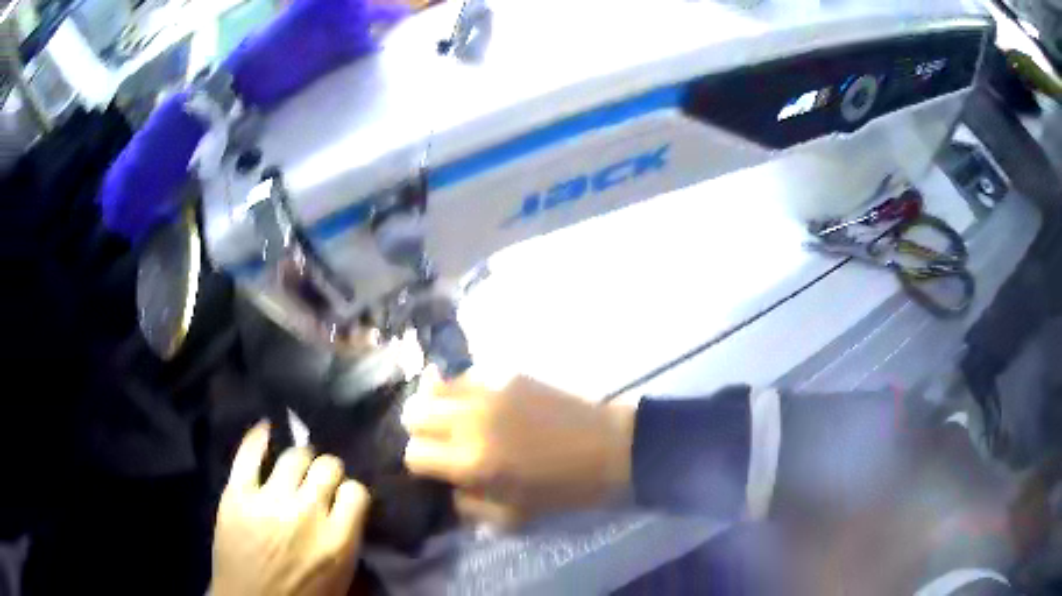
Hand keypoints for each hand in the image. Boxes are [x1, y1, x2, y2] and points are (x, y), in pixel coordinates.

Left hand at [211, 423, 369, 595]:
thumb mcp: (340, 579)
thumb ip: (349, 541)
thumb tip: (350, 511)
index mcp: (337, 541)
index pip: (356, 492)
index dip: (351, 492)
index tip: (345, 497)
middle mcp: (306, 514)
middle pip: (327, 467)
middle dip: (328, 470)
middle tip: (320, 480)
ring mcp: (268, 501)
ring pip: (294, 456)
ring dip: (300, 458)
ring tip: (296, 465)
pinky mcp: (237, 495)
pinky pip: (248, 455)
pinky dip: (258, 438)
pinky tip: (265, 429)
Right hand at [401, 367, 635, 528]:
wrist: (608, 449)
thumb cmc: (562, 490)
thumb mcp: (510, 517)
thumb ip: (467, 504)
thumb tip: (447, 484)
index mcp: (470, 462)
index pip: (414, 453)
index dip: (420, 463)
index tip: (435, 468)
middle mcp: (470, 421)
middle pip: (413, 412)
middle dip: (421, 431)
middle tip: (441, 442)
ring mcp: (488, 391)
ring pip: (433, 387)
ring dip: (437, 406)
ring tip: (454, 419)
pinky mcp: (507, 373)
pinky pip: (466, 376)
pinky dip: (464, 391)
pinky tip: (482, 405)